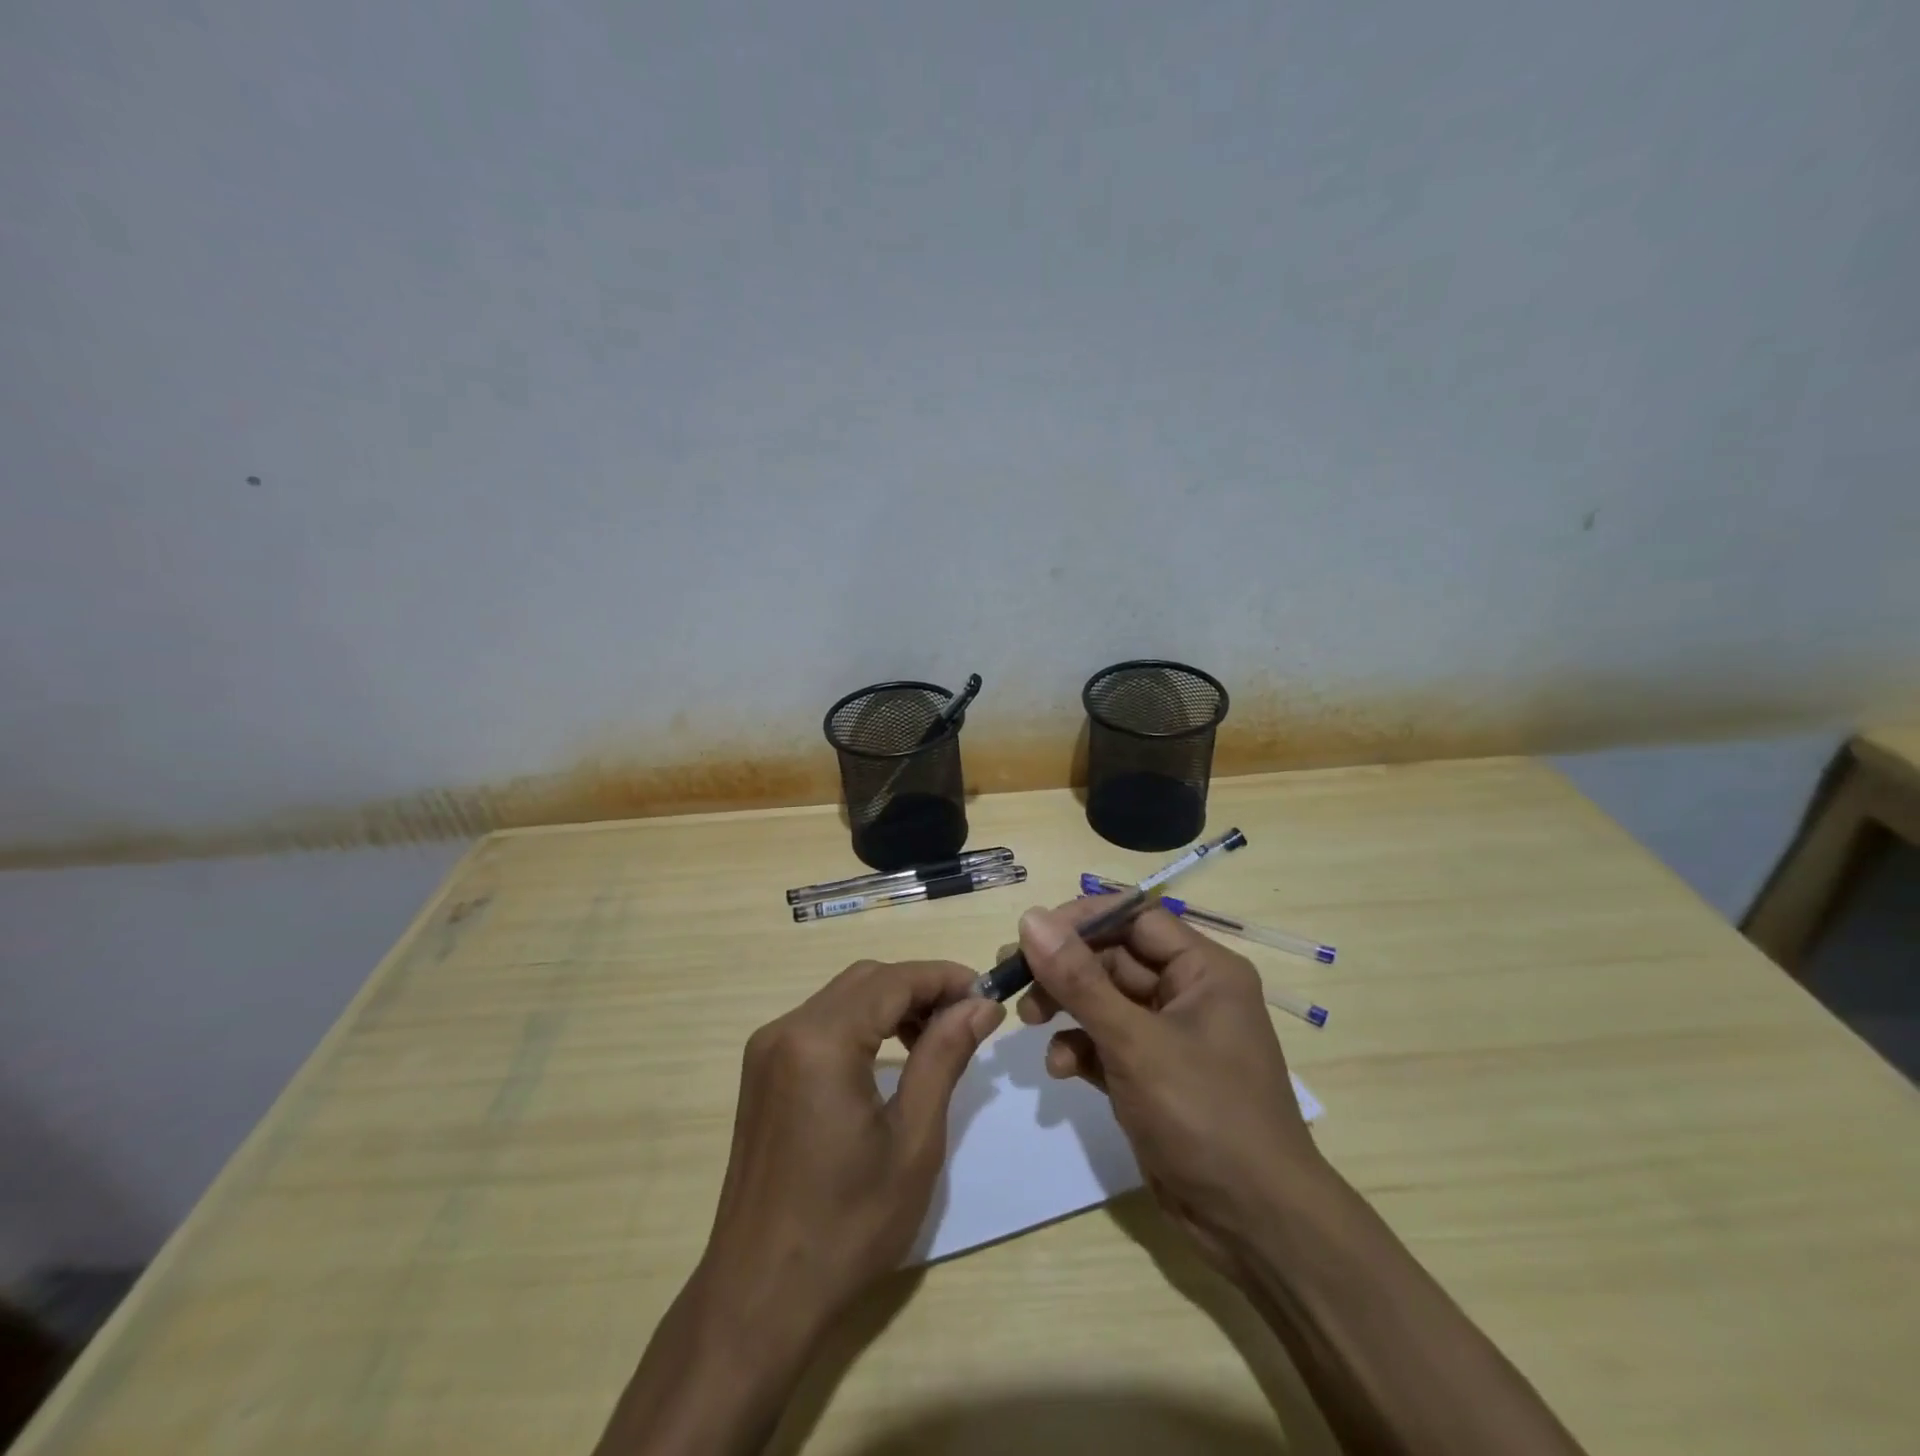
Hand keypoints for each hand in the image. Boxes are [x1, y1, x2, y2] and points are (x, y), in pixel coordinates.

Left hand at [698, 959, 1004, 1346]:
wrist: (759, 1297)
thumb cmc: (847, 1226)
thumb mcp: (913, 1141)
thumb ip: (945, 1057)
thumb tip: (980, 1005)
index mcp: (820, 1041)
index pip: (894, 980)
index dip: (945, 977)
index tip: (988, 994)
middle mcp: (786, 1029)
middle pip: (866, 980)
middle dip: (920, 988)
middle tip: (967, 1019)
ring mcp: (767, 1049)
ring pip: (843, 997)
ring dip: (892, 1004)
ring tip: (935, 1039)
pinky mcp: (762, 1071)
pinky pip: (821, 1023)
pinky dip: (862, 1024)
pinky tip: (890, 1056)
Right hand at [1012, 901, 1322, 1270]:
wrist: (1255, 1226)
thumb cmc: (1205, 1115)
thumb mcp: (1135, 1042)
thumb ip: (1079, 980)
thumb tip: (1030, 918)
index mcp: (1204, 970)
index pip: (1135, 919)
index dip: (1083, 920)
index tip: (1032, 934)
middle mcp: (1188, 994)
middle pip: (1113, 958)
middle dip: (1065, 970)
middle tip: (1015, 980)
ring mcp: (1170, 1037)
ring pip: (1105, 1001)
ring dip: (1066, 1008)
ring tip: (1029, 1021)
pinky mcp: (1153, 1076)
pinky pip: (1107, 1043)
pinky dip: (1081, 1049)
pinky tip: (1060, 1069)